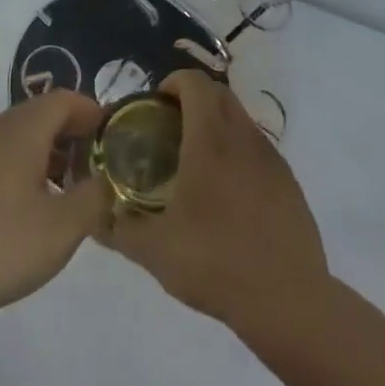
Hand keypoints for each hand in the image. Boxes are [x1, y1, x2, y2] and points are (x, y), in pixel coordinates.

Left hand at [0, 90, 111, 324]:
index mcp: (22, 130)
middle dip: (75, 132)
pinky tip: (37, 204)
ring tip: (73, 187)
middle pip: (42, 113)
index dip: (94, 112)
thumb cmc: (2, 245)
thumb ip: (96, 196)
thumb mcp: (65, 226)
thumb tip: (107, 178)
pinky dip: (29, 165)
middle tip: (100, 164)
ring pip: (22, 135)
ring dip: (52, 150)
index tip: (117, 138)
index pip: (64, 99)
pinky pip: (4, 154)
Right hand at [101, 71, 327, 332]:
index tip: (154, 107)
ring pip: (241, 119)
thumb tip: (94, 216)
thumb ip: (117, 228)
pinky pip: (258, 148)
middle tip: (168, 128)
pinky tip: (226, 193)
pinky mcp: (290, 183)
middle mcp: (244, 139)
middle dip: (192, 98)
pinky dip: (238, 151)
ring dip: (217, 123)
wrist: (288, 302)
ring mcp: (272, 160)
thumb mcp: (153, 250)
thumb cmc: (215, 264)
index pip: (195, 83)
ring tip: (195, 161)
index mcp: (211, 141)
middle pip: (219, 94)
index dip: (172, 83)